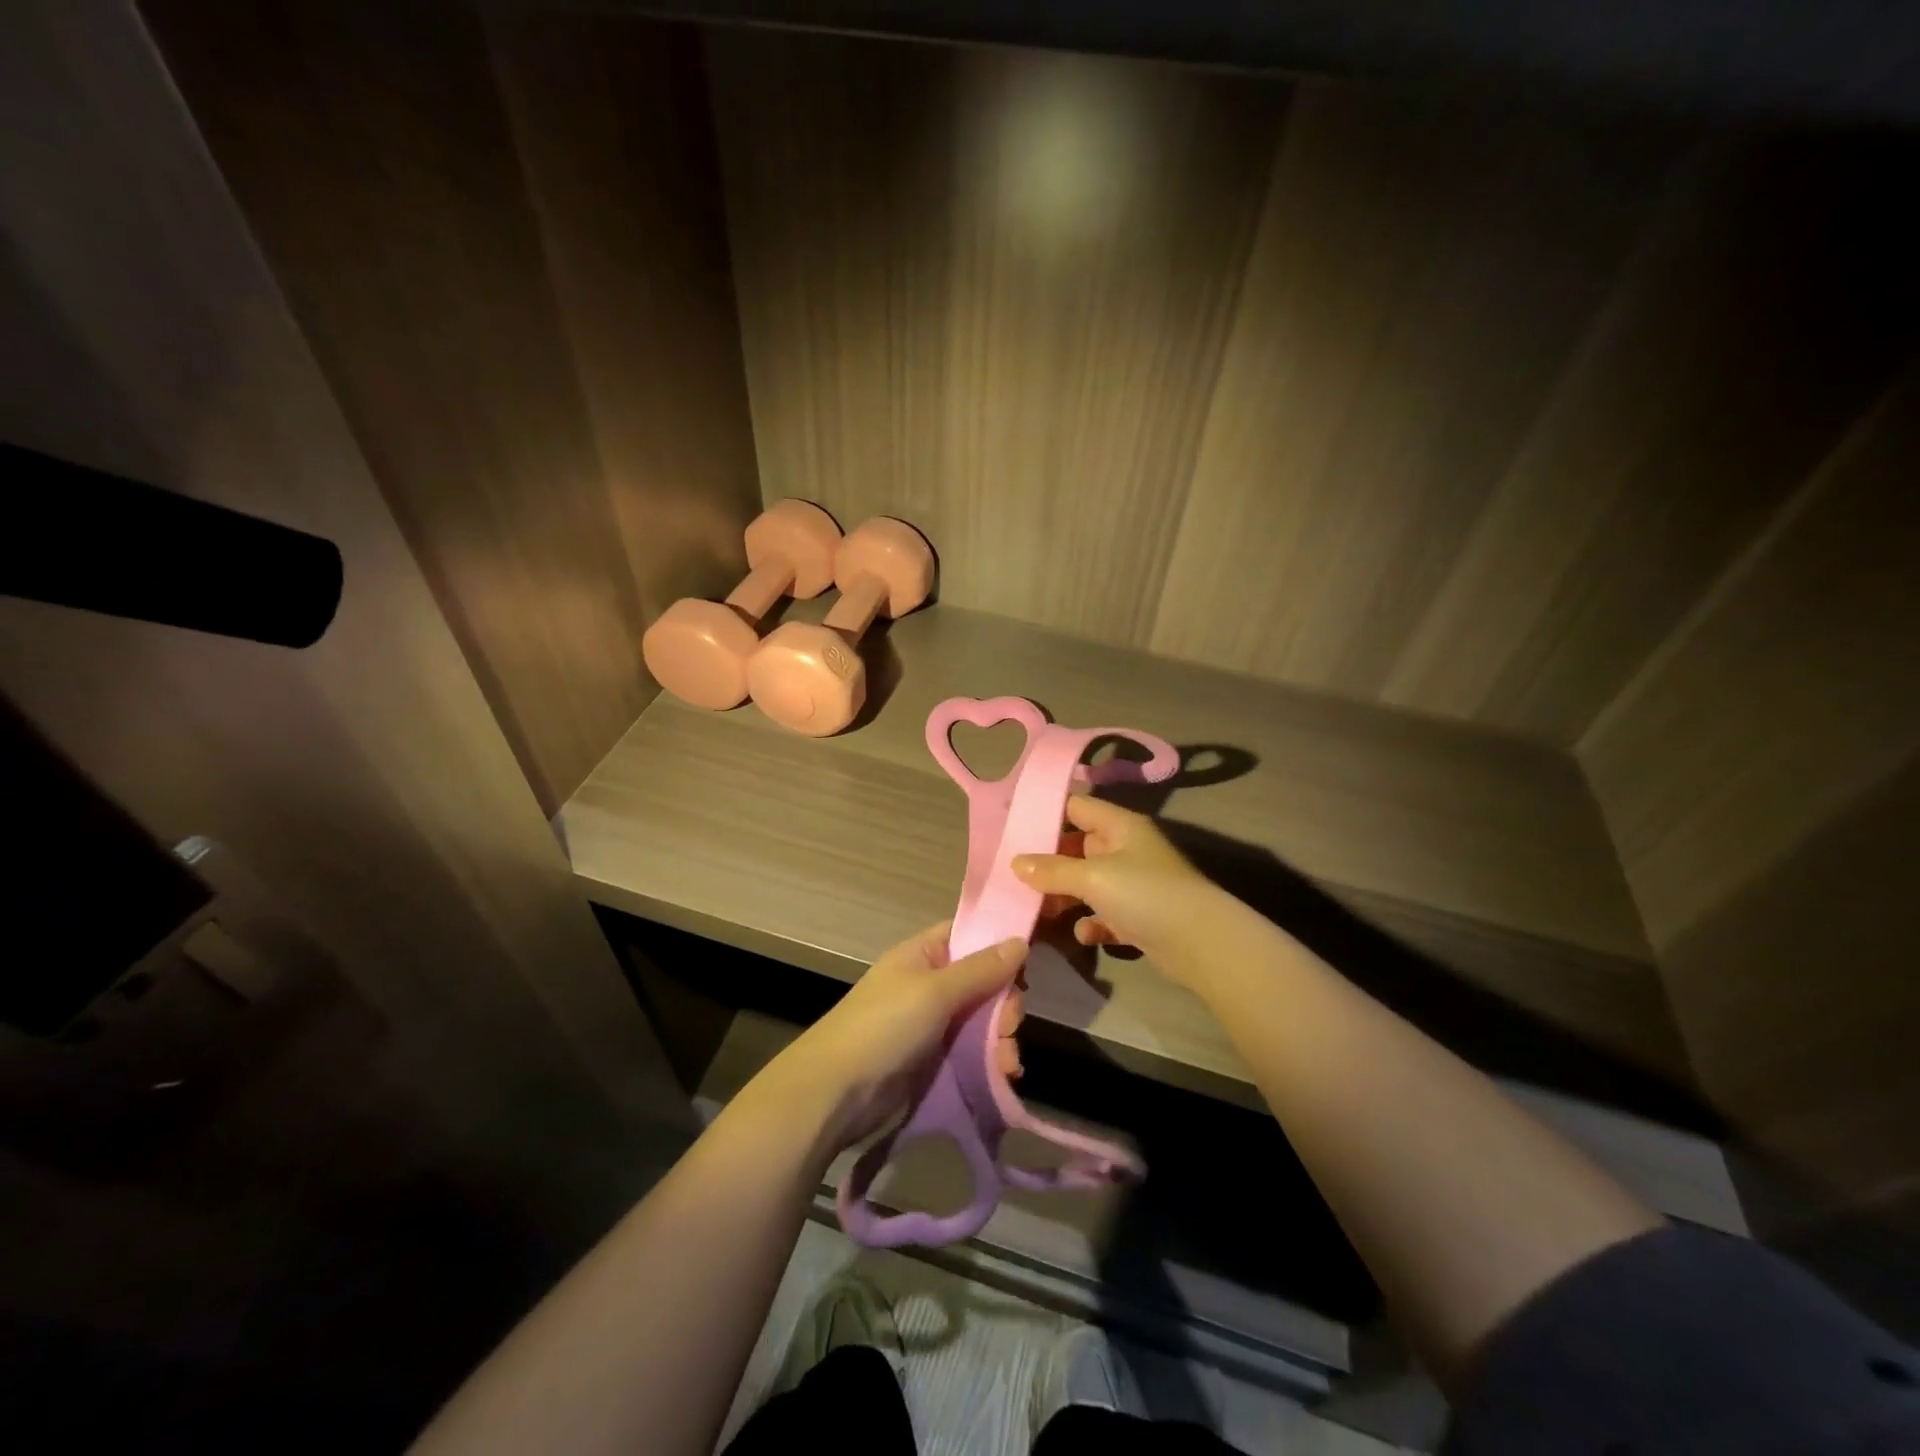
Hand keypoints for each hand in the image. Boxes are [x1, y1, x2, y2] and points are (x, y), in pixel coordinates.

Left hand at [770, 922, 1025, 1151]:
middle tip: (1011, 1026)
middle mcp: (928, 984)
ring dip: (1001, 1039)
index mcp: (922, 955)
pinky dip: (990, 1060)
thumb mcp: (935, 992)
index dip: (998, 946)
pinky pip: (972, 1051)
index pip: (968, 936)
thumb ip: (980, 969)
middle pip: (982, 982)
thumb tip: (1020, 940)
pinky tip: (1004, 1076)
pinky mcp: (933, 1059)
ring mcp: (930, 1023)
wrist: (836, 1093)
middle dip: (1004, 1005)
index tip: (1026, 967)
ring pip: (981, 1020)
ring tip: (1009, 1064)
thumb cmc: (884, 1027)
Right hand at [1011, 796, 1213, 978]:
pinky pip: (1105, 915)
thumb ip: (1052, 870)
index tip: (1012, 827)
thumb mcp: (1092, 877)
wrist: (1202, 944)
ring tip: (1038, 909)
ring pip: (1088, 883)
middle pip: (1078, 846)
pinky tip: (1085, 934)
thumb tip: (1016, 862)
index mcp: (1120, 826)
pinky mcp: (1139, 917)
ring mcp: (1134, 884)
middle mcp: (1127, 849)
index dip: (1046, 813)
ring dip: (1065, 896)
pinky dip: (1092, 923)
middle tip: (1014, 875)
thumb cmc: (1145, 894)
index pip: (1077, 806)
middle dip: (1048, 862)